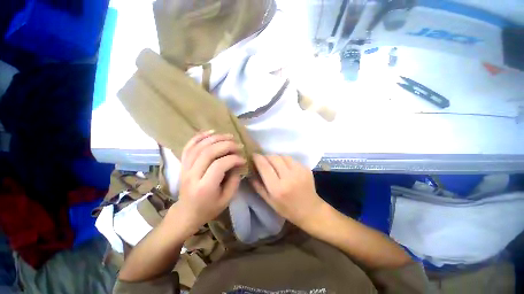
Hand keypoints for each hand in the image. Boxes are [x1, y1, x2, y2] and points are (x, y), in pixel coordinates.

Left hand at [170, 131, 245, 233]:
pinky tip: (211, 132)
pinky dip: (199, 137)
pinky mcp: (182, 164)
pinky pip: (189, 146)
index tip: (242, 159)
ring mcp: (185, 168)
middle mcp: (192, 175)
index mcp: (204, 187)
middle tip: (238, 145)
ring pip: (199, 147)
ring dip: (215, 138)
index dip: (233, 159)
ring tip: (228, 136)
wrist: (186, 213)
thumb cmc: (208, 208)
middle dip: (226, 145)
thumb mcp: (226, 199)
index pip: (219, 165)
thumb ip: (234, 181)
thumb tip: (237, 164)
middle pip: (208, 152)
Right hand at [250, 154, 325, 228]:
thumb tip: (250, 172)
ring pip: (283, 156)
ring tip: (274, 163)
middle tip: (263, 159)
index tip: (253, 155)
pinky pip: (291, 159)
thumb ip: (258, 186)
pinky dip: (285, 160)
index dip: (257, 158)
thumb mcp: (269, 201)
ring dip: (275, 157)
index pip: (264, 166)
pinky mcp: (305, 168)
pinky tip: (284, 166)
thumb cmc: (287, 209)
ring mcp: (299, 171)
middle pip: (274, 158)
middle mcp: (288, 177)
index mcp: (277, 188)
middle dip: (266, 156)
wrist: (311, 210)